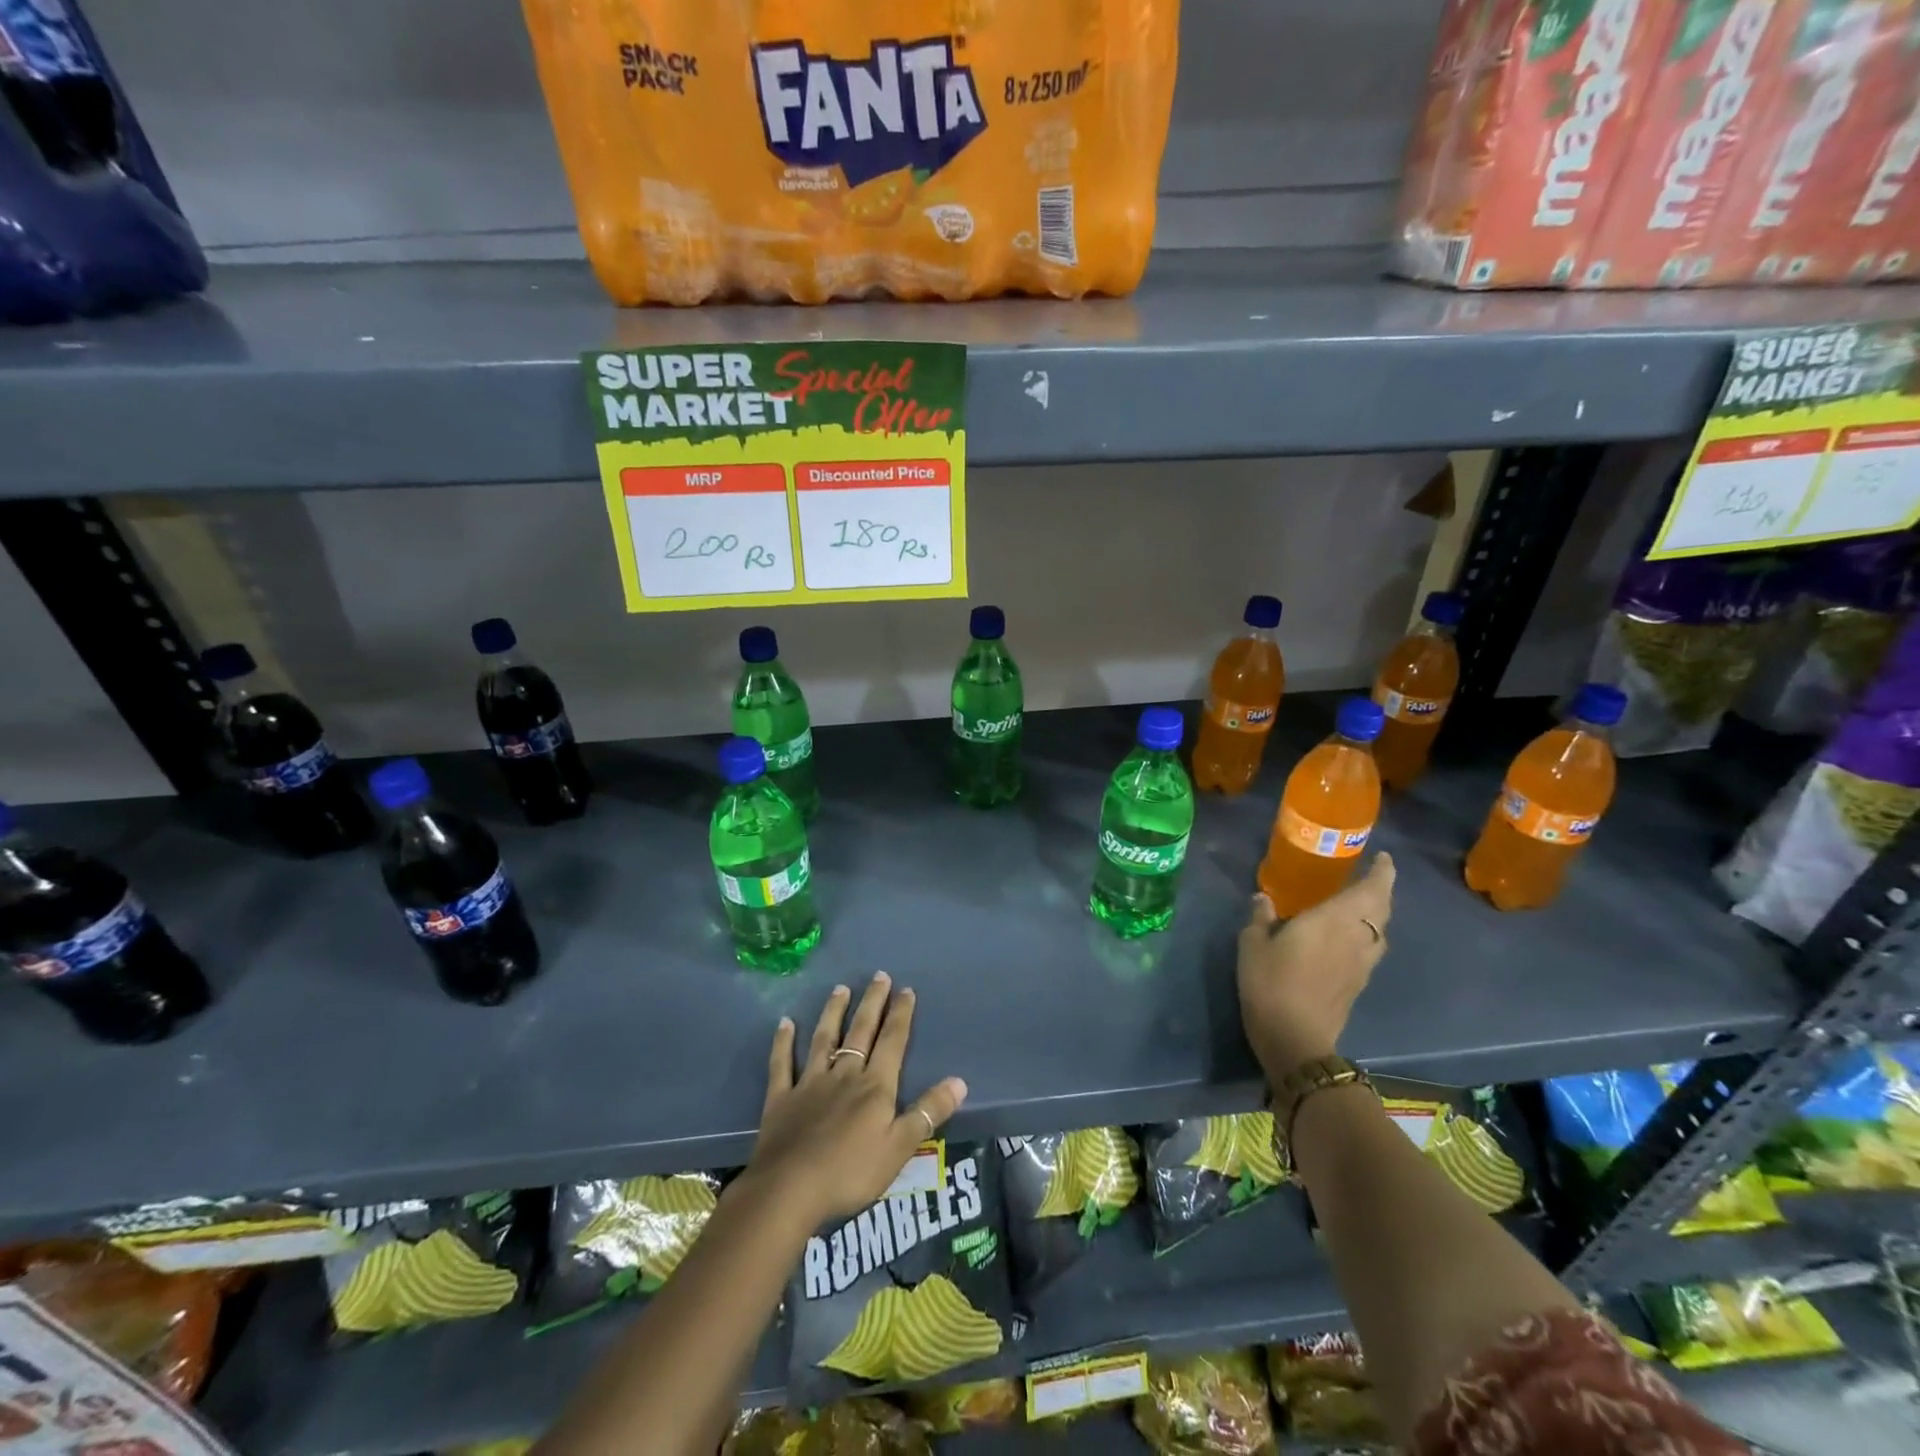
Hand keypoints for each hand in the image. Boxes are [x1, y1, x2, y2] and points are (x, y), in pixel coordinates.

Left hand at [746, 972, 967, 1229]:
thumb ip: (928, 1112)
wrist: (789, 1190)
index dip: (901, 1015)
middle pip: (861, 1031)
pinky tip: (784, 1023)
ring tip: (840, 988)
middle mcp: (844, 1074)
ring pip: (824, 1039)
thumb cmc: (850, 1173)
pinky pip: (782, 1064)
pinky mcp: (781, 1098)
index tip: (906, 989)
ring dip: (833, 1012)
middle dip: (872, 1003)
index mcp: (875, 1086)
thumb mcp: (899, 1148)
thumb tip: (959, 1081)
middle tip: (879, 976)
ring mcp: (810, 1083)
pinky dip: (783, 1043)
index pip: (892, 1042)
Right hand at [1237, 852, 1394, 1083]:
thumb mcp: (1252, 945)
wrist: (1295, 1038)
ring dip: (1378, 913)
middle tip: (1373, 873)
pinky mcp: (1359, 983)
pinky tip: (1351, 936)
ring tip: (1362, 902)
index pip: (1369, 890)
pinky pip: (1372, 949)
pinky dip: (1369, 934)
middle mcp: (1355, 938)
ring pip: (1380, 930)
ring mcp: (1361, 963)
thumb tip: (1263, 899)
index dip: (1381, 872)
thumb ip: (1260, 918)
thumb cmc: (1270, 983)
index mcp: (1333, 921)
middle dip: (1382, 888)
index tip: (1383, 857)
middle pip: (1381, 908)